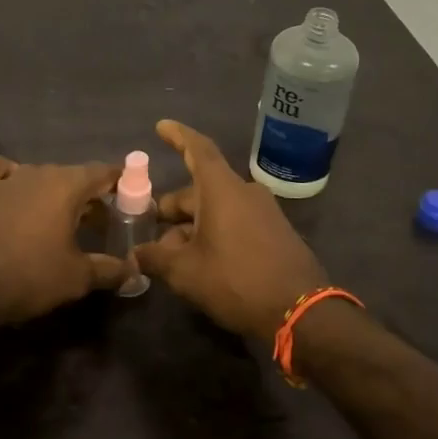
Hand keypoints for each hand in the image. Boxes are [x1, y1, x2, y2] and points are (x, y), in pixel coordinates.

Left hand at [0, 157, 132, 327]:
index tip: (133, 198)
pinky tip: (13, 189)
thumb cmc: (30, 276)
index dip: (121, 183)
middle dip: (90, 195)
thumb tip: (134, 272)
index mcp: (66, 185)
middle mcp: (38, 173)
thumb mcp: (78, 277)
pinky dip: (7, 174)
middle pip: (73, 175)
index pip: (103, 172)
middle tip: (102, 223)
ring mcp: (7, 180)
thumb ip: (110, 270)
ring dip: (56, 191)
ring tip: (64, 218)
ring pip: (40, 175)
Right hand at [134, 120, 328, 342]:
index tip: (161, 126)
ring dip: (192, 225)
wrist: (301, 312)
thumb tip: (135, 254)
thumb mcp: (185, 272)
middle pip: (201, 188)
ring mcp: (264, 213)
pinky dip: (214, 232)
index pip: (198, 150)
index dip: (178, 136)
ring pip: (218, 208)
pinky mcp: (275, 233)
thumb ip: (155, 258)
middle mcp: (245, 192)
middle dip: (174, 206)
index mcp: (222, 190)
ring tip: (170, 254)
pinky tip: (200, 261)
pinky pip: (236, 222)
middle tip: (151, 227)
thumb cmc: (237, 281)